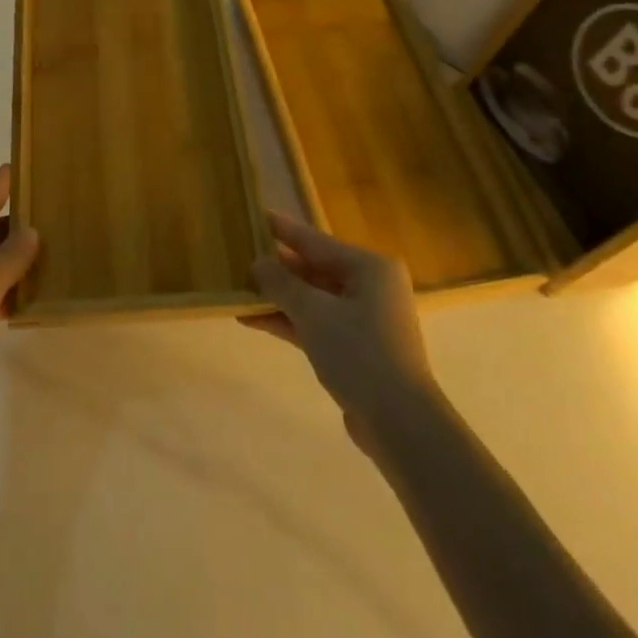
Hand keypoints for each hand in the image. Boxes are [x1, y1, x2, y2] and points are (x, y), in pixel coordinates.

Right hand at [242, 212, 443, 449]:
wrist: (399, 422)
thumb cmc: (359, 353)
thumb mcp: (314, 312)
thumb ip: (282, 284)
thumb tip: (257, 263)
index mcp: (370, 268)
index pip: (317, 242)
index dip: (284, 230)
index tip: (258, 214)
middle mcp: (370, 286)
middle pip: (315, 269)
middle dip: (278, 267)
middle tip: (241, 254)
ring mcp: (364, 319)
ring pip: (313, 298)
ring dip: (279, 297)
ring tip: (239, 288)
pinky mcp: (355, 348)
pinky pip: (316, 323)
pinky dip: (289, 321)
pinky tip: (253, 320)